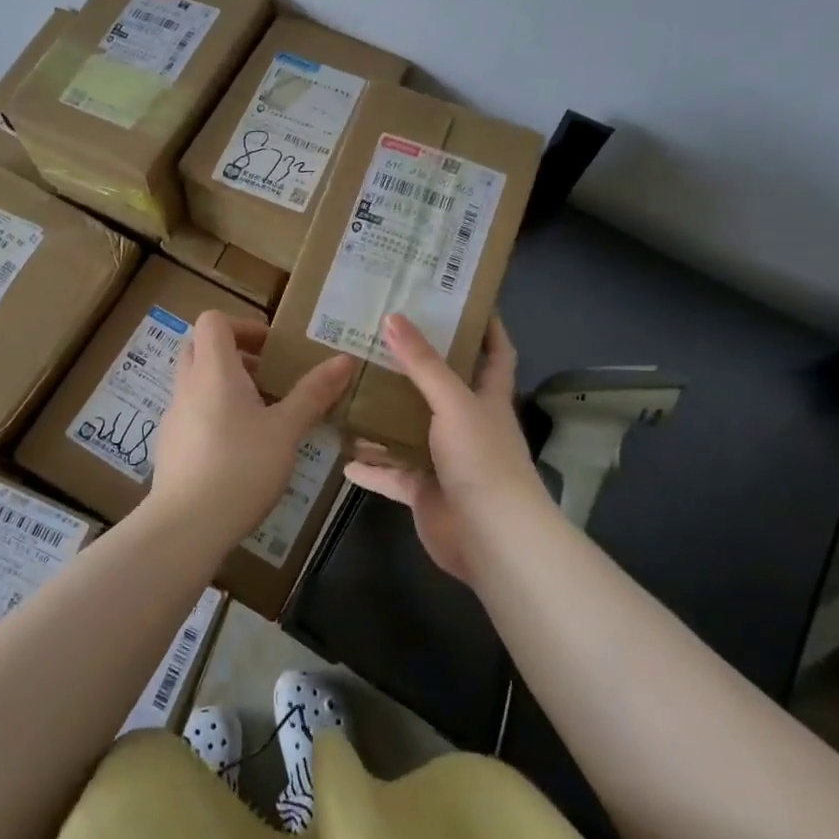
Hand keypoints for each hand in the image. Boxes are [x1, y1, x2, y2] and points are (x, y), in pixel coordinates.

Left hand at [145, 312, 355, 552]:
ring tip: (260, 414)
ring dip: (223, 384)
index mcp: (213, 370)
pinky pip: (190, 410)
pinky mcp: (169, 444)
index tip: (271, 349)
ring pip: (194, 380)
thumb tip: (344, 359)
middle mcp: (187, 384)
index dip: (242, 325)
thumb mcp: (286, 430)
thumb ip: (313, 393)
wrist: (187, 525)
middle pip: (200, 347)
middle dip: (233, 353)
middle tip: (267, 376)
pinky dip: (212, 412)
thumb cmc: (241, 467)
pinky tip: (238, 447)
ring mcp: (173, 415)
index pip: (212, 320)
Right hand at [344, 313, 549, 585]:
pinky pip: (391, 474)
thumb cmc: (482, 459)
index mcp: (487, 399)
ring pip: (409, 431)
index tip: (465, 299)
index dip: (488, 327)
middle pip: (441, 388)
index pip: (496, 354)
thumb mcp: (453, 402)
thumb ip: (423, 364)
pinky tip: (342, 456)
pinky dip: (370, 467)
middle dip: (415, 367)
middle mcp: (467, 426)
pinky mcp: (424, 491)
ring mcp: (444, 461)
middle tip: (380, 338)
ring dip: (384, 417)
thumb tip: (393, 317)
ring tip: (350, 391)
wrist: (491, 538)